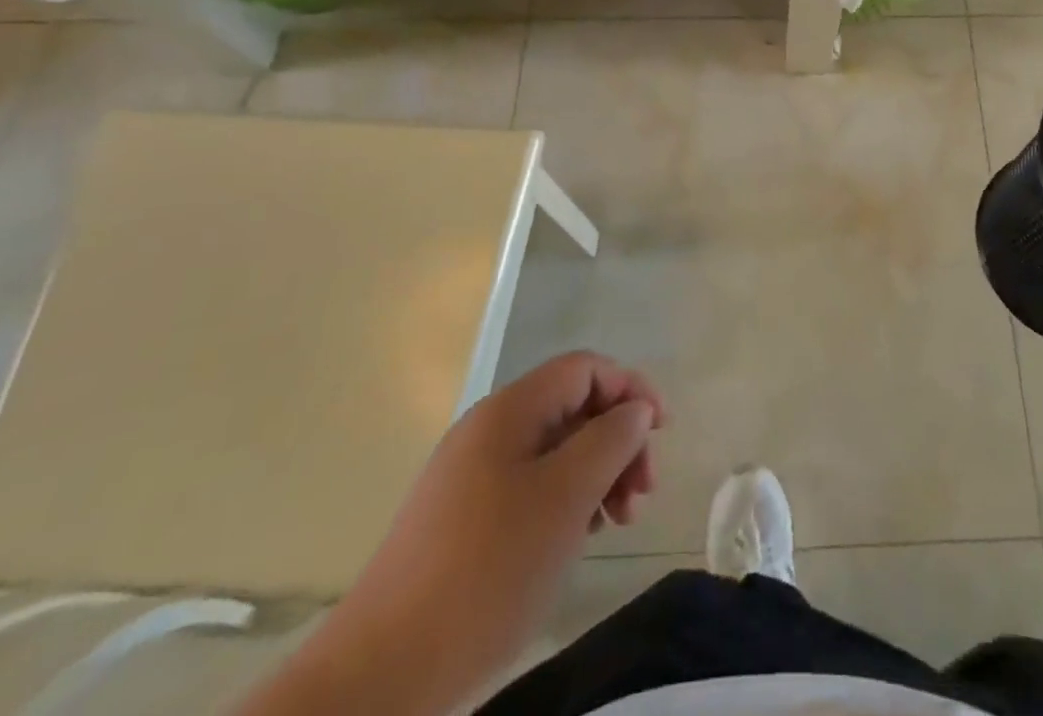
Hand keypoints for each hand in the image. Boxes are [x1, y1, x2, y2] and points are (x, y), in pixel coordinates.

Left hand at [316, 353, 663, 713]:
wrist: (382, 674)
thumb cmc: (488, 570)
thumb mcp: (566, 496)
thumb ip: (610, 440)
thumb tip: (634, 410)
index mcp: (509, 410)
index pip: (585, 369)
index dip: (629, 388)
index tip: (661, 432)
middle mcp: (489, 430)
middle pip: (572, 407)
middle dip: (617, 439)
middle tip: (640, 494)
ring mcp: (471, 475)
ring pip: (555, 450)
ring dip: (596, 473)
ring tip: (616, 522)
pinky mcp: (462, 519)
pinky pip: (531, 486)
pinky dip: (565, 500)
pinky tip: (577, 537)